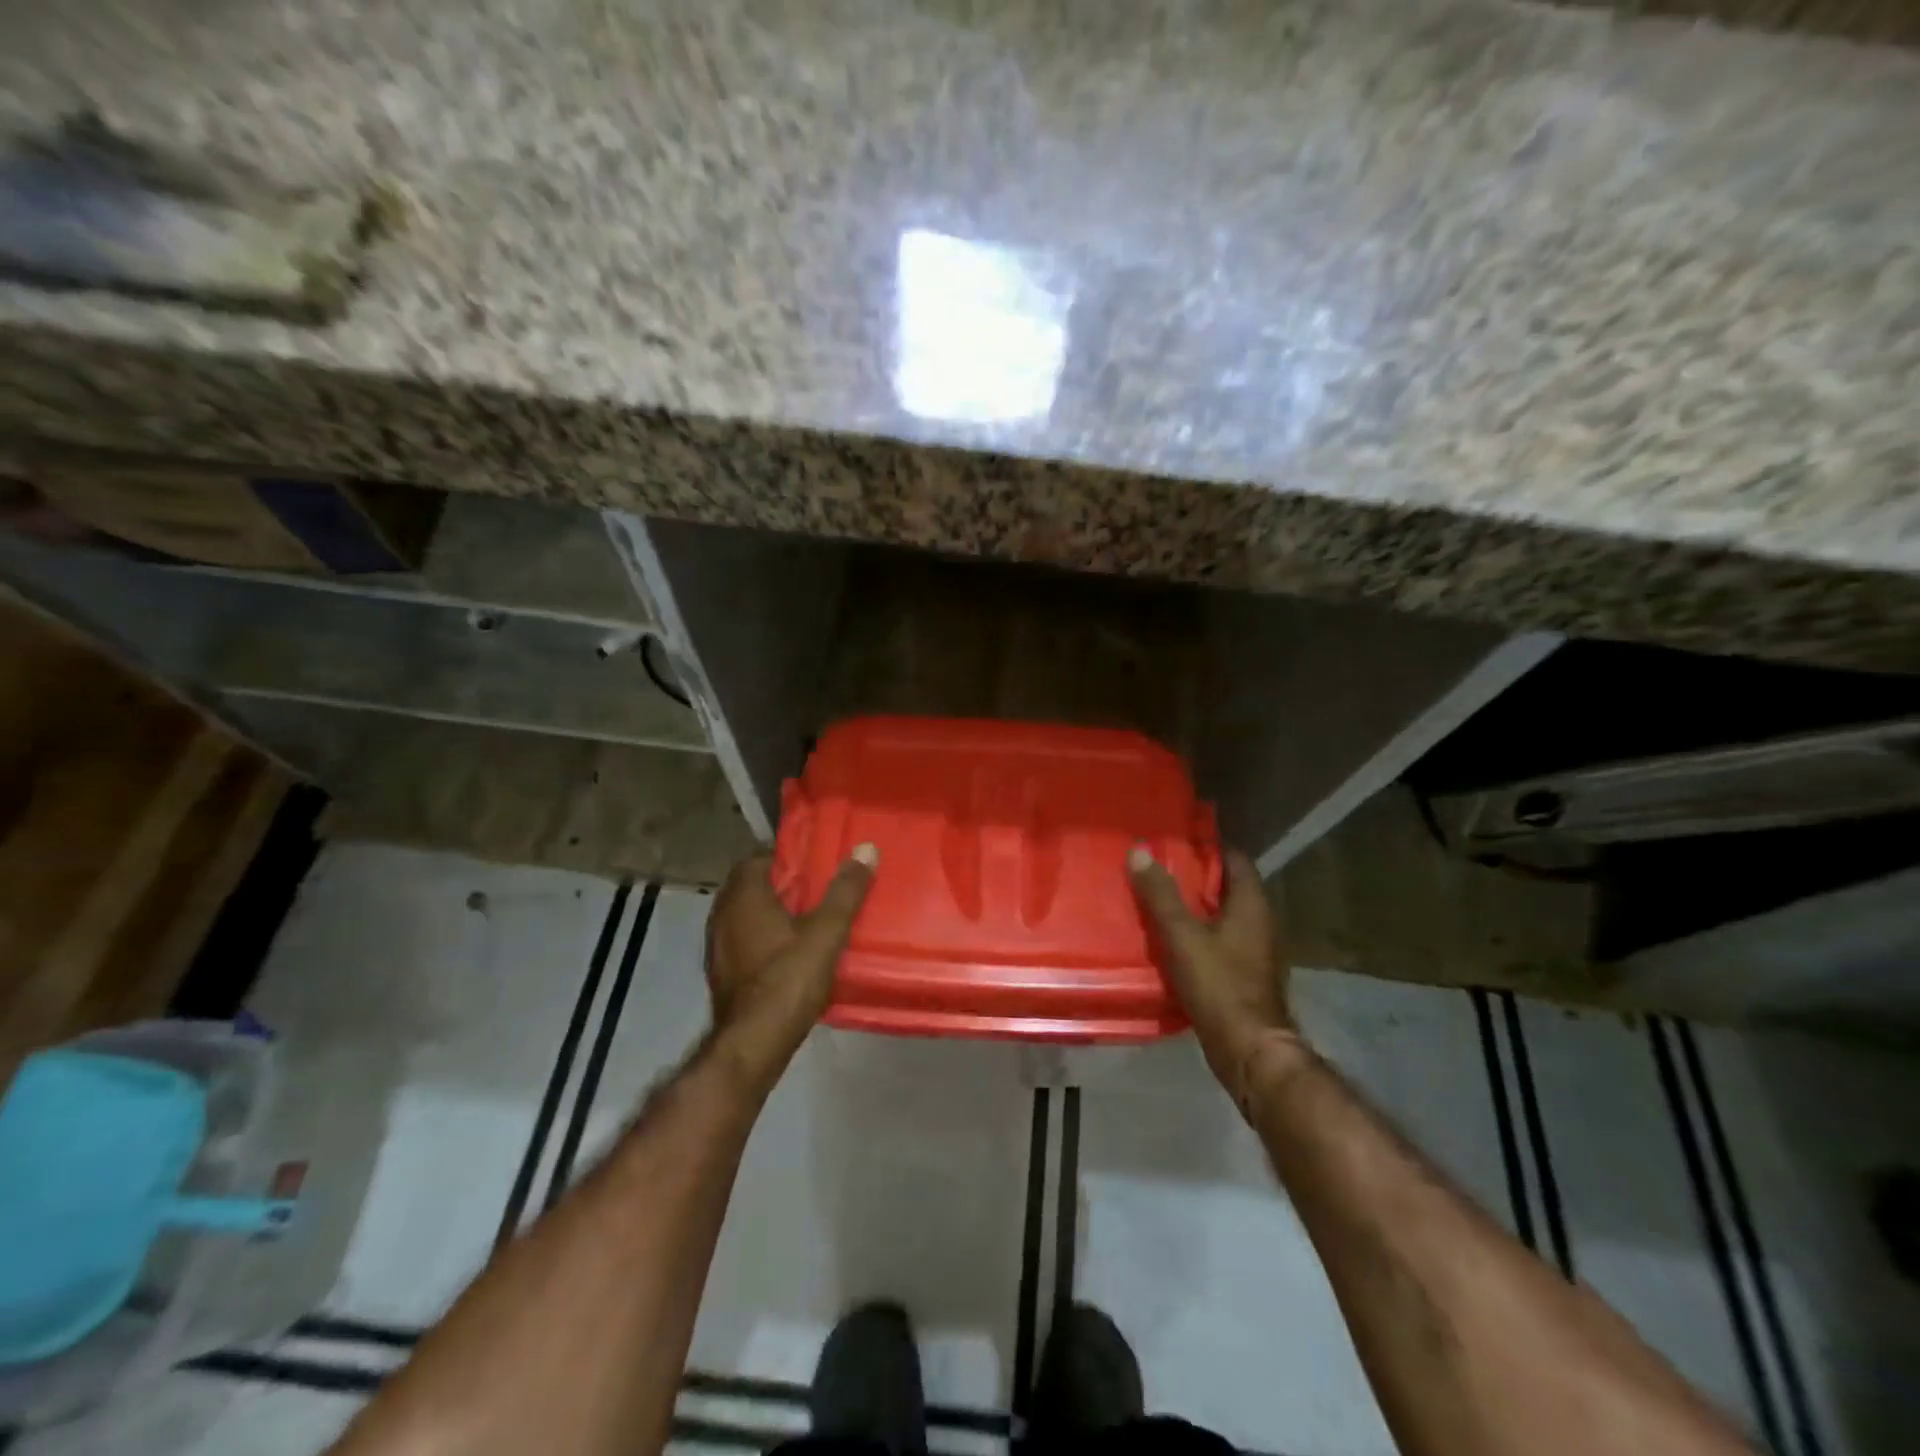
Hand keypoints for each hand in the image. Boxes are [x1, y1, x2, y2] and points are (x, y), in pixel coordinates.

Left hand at [705, 846, 876, 1086]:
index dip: (786, 859)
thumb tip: (866, 848)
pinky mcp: (722, 973)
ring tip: (808, 921)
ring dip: (771, 914)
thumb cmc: (788, 978)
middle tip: (817, 891)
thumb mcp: (827, 932)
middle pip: (751, 887)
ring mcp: (717, 947)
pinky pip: (743, 942)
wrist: (753, 1043)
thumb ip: (846, 891)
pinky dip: (763, 940)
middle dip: (782, 886)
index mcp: (743, 896)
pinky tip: (789, 954)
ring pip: (746, 916)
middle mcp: (722, 915)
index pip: (758, 859)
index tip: (814, 865)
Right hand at [1130, 846, 1307, 1109]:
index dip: (1208, 847)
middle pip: (1228, 887)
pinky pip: (1221, 942)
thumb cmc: (1219, 984)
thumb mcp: (1182, 935)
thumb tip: (1140, 851)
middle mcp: (1261, 922)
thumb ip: (1160, 895)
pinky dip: (1200, 935)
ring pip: (1224, 916)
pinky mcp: (1247, 975)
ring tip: (1158, 901)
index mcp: (1252, 904)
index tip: (1175, 841)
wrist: (1249, 1049)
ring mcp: (1257, 951)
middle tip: (1158, 868)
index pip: (1235, 859)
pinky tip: (1172, 941)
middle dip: (1196, 877)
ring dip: (1196, 908)